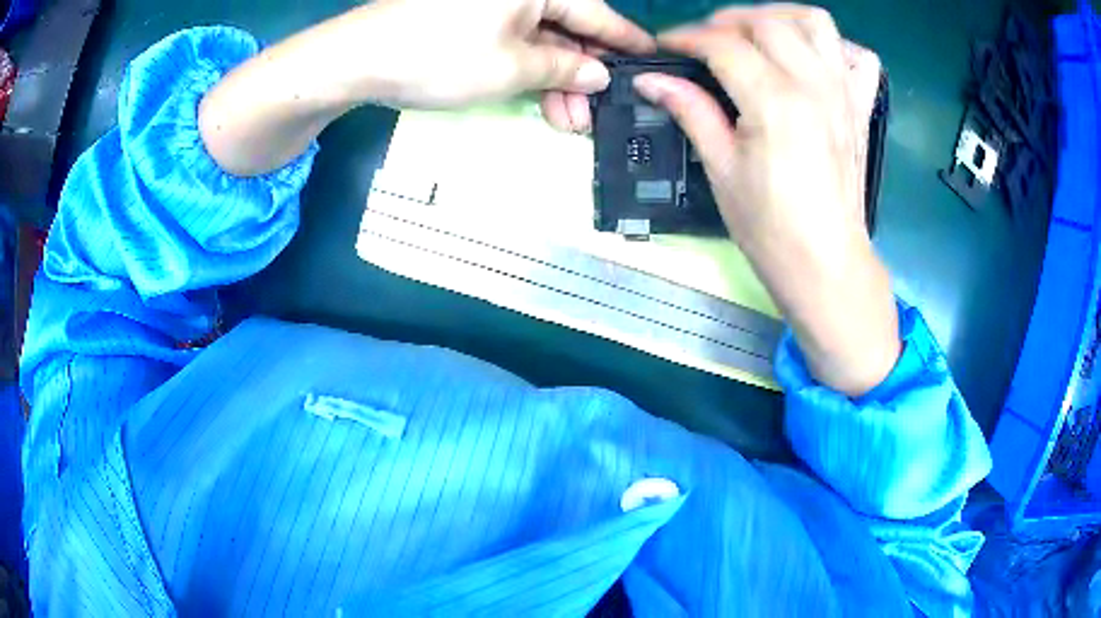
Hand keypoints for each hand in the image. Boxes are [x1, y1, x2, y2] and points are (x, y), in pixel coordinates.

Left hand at [317, 0, 653, 115]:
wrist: (356, 59)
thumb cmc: (438, 56)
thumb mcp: (512, 67)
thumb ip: (565, 67)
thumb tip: (599, 73)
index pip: (597, 13)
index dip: (625, 42)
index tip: (650, 62)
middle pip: (568, 27)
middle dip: (582, 72)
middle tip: (593, 115)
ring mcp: (491, 2)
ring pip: (541, 37)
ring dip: (556, 77)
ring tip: (567, 120)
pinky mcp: (469, 17)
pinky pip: (513, 39)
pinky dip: (527, 68)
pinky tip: (538, 97)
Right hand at [633, 5, 898, 395]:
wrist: (827, 264)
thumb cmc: (770, 228)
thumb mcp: (721, 170)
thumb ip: (691, 111)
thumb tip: (652, 80)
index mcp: (774, 101)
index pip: (722, 44)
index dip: (686, 38)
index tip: (665, 46)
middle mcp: (813, 84)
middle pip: (767, 22)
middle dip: (727, 21)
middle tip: (705, 42)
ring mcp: (843, 93)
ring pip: (815, 22)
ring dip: (779, 17)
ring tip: (757, 34)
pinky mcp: (860, 108)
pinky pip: (858, 57)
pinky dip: (835, 46)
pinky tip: (812, 59)